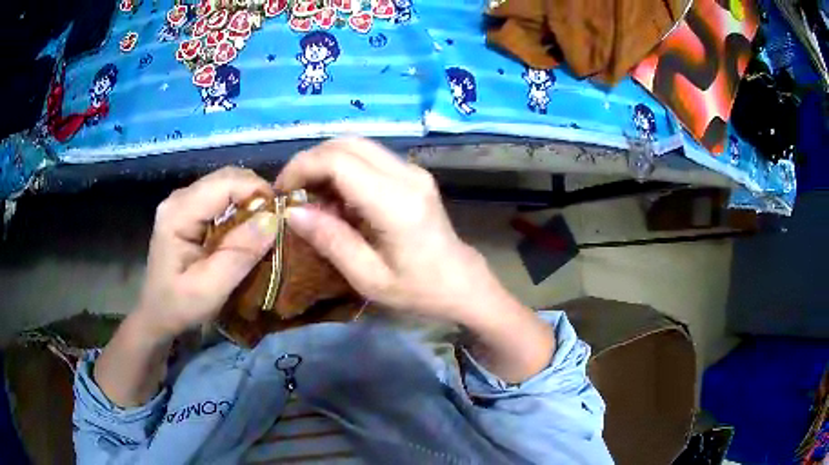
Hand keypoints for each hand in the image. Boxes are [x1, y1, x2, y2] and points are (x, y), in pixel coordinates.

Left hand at [135, 167, 278, 339]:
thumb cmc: (179, 306)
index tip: (281, 217)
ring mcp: (182, 201)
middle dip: (256, 194)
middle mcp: (179, 198)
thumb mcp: (210, 289)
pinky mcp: (188, 210)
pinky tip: (247, 227)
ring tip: (265, 226)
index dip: (257, 192)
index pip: (226, 183)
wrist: (157, 315)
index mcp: (178, 213)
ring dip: (249, 199)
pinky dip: (239, 206)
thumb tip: (273, 220)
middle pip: (226, 177)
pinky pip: (220, 196)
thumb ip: (239, 254)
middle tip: (276, 223)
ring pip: (226, 184)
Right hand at [275, 138, 503, 323]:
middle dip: (311, 161)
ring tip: (310, 197)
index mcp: (395, 203)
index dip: (302, 168)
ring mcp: (413, 171)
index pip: (339, 161)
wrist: (462, 283)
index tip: (282, 192)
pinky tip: (336, 198)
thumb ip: (330, 241)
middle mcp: (407, 175)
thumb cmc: (418, 290)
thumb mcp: (369, 278)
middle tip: (292, 192)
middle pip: (347, 143)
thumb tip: (293, 212)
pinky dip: (343, 169)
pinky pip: (370, 158)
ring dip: (326, 163)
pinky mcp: (413, 174)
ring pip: (357, 145)